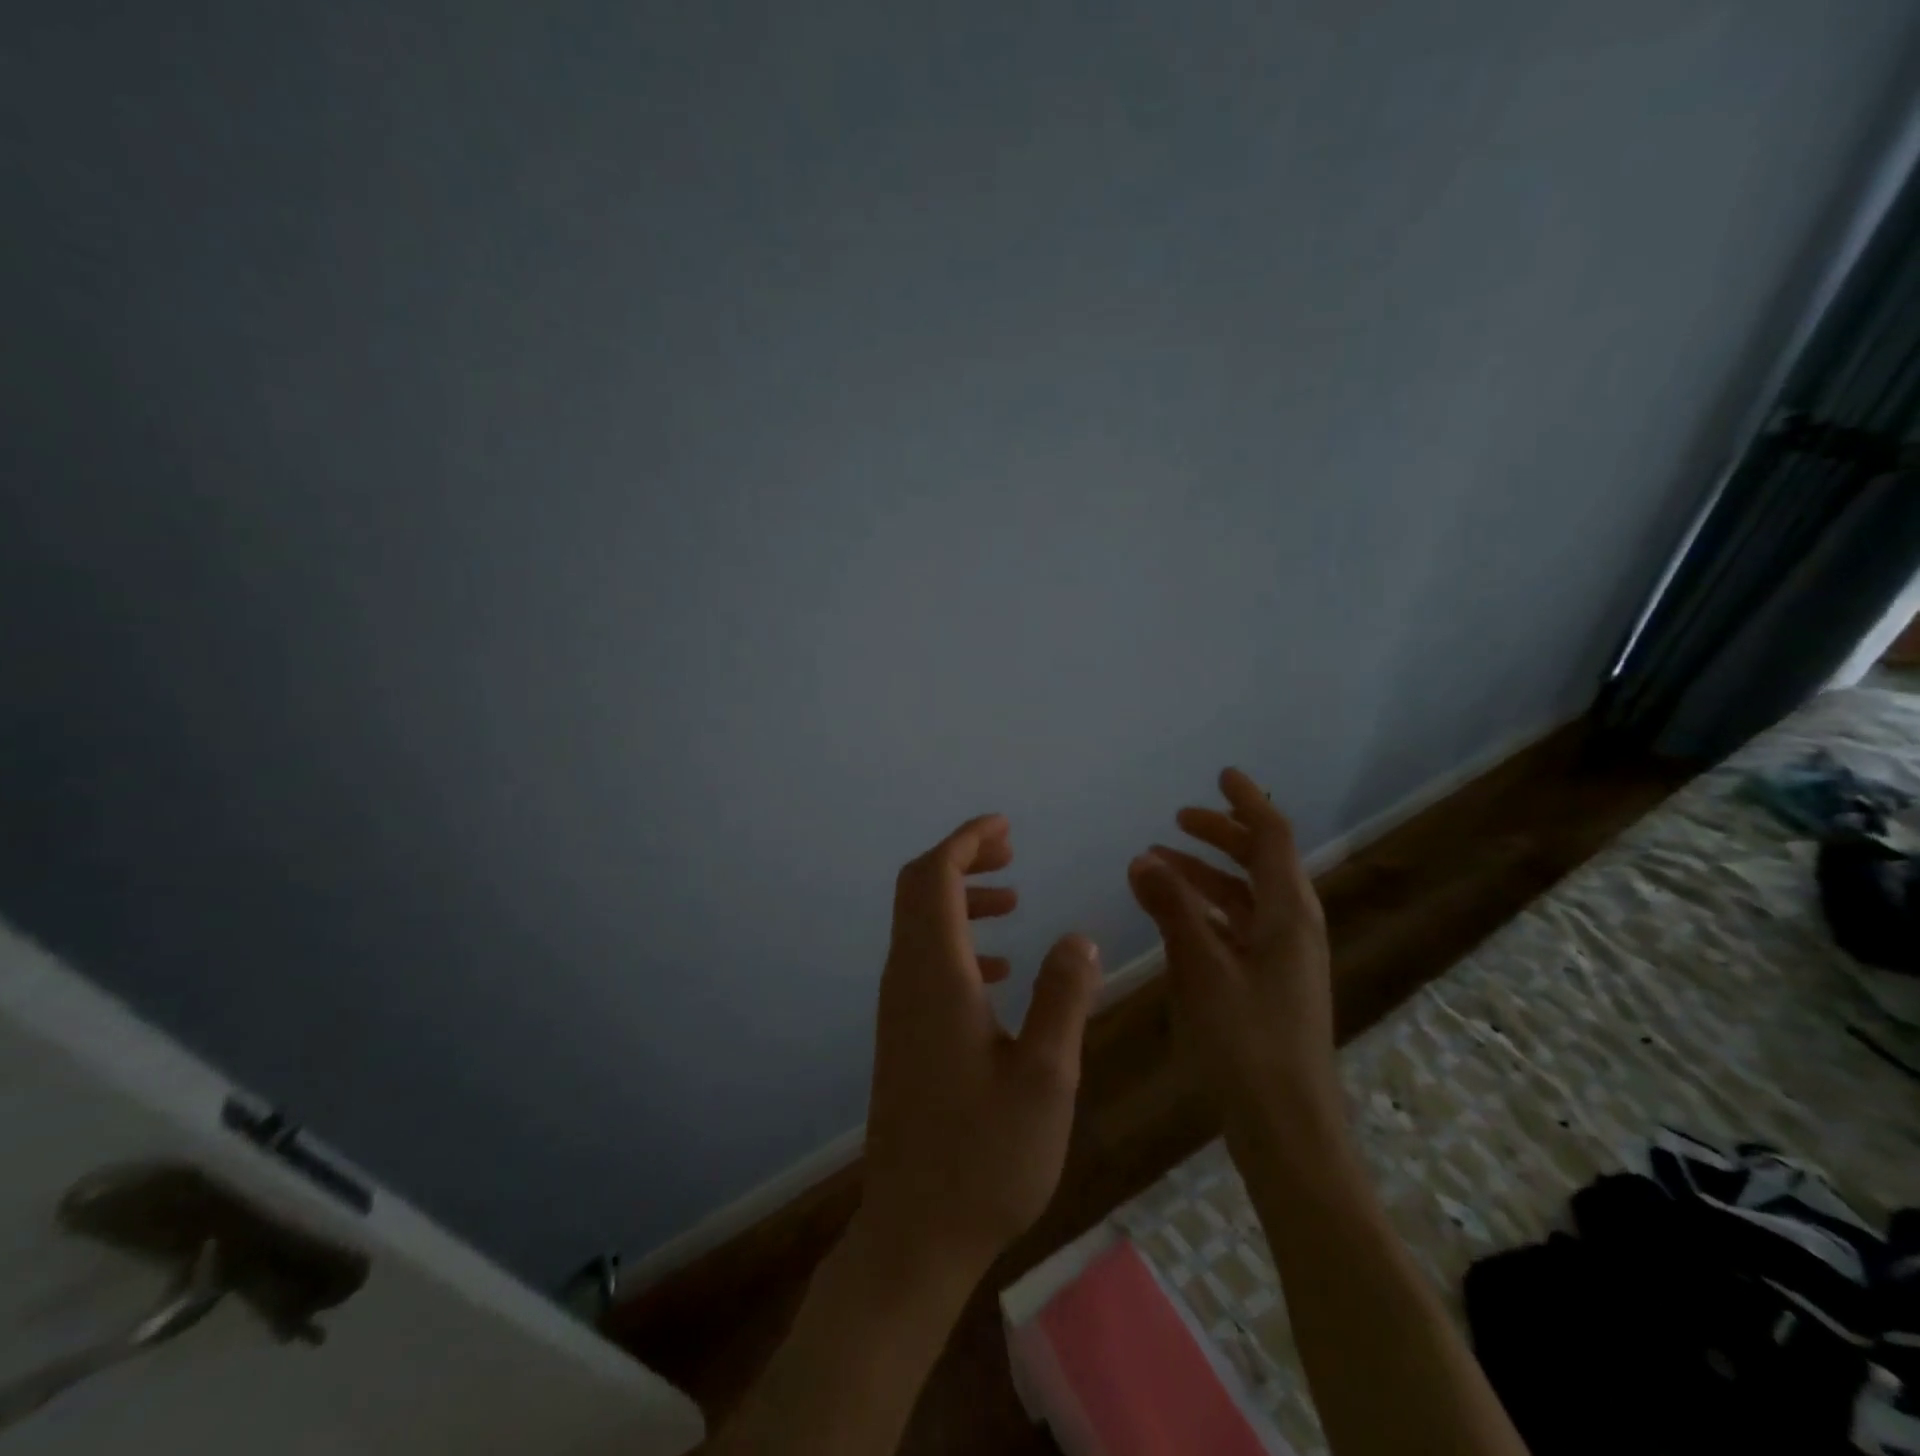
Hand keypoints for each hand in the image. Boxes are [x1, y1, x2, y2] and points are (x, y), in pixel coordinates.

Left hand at [861, 814, 1101, 1281]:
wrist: (914, 1234)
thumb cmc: (985, 1158)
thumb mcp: (1046, 1078)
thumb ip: (1063, 998)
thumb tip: (1078, 937)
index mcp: (935, 976)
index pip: (934, 877)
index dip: (966, 841)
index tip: (1005, 826)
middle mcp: (906, 979)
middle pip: (918, 890)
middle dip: (962, 858)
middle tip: (1011, 851)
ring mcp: (899, 1008)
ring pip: (920, 924)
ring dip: (961, 899)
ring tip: (1014, 899)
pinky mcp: (904, 1034)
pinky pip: (925, 961)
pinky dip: (958, 942)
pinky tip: (1000, 970)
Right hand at [1126, 769, 1342, 1158]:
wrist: (1287, 1126)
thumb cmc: (1246, 1040)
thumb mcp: (1201, 966)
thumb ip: (1172, 907)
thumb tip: (1143, 858)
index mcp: (1288, 913)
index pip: (1272, 837)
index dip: (1247, 802)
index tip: (1221, 774)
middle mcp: (1293, 926)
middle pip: (1261, 861)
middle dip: (1221, 835)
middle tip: (1177, 820)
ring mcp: (1284, 957)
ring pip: (1246, 895)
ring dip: (1207, 873)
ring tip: (1159, 864)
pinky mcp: (1270, 983)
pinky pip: (1239, 926)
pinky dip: (1208, 908)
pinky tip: (1175, 916)